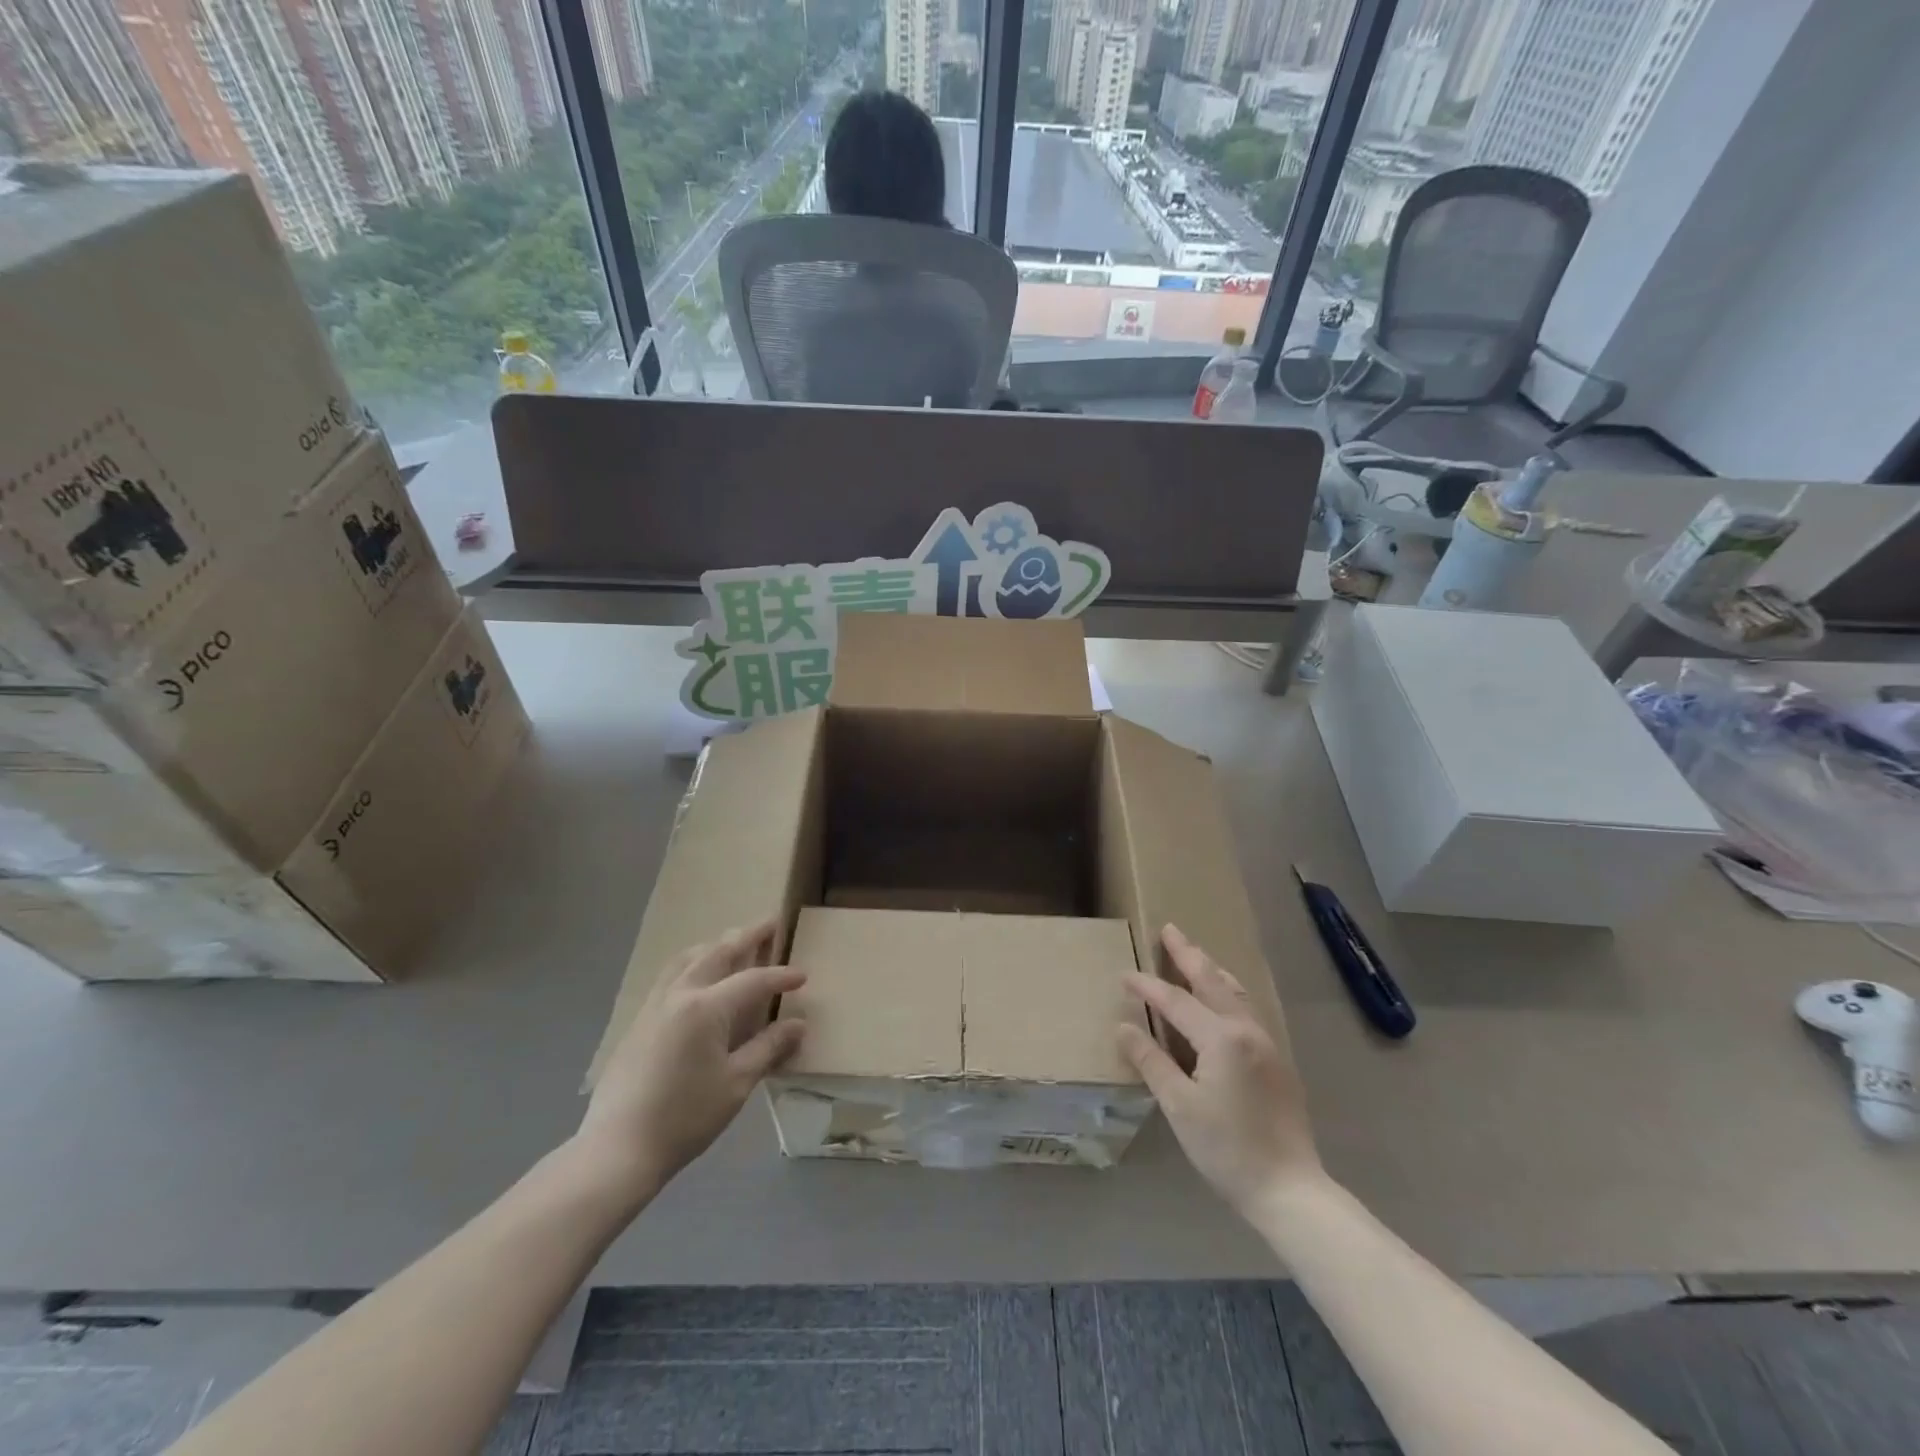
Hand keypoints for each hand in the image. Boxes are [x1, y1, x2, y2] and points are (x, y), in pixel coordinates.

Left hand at [575, 923, 804, 1201]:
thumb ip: (768, 1048)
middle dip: (747, 937)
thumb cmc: (685, 1117)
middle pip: (718, 953)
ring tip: (733, 942)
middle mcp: (679, 994)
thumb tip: (798, 1024)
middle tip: (771, 923)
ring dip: (715, 945)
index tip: (802, 976)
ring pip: (688, 958)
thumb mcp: (737, 1084)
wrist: (618, 1149)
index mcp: (706, 1007)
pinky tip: (697, 976)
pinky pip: (670, 975)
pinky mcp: (638, 1021)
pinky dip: (692, 962)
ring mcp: (654, 1005)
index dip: (780, 977)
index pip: (753, 981)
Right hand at [1117, 924, 1322, 1216]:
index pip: (1175, 1001)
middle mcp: (1246, 1030)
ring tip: (1195, 954)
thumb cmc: (1228, 1148)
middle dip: (1188, 954)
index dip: (1147, 986)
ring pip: (1235, 991)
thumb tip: (1124, 1027)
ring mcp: (1266, 1043)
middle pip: (1212, 981)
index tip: (1123, 974)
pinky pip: (1247, 1009)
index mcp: (1221, 1038)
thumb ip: (1151, 1061)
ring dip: (1211, 969)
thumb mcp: (1179, 1106)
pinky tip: (1222, 997)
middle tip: (1170, 929)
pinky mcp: (1276, 1060)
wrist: (1290, 1189)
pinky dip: (1227, 991)